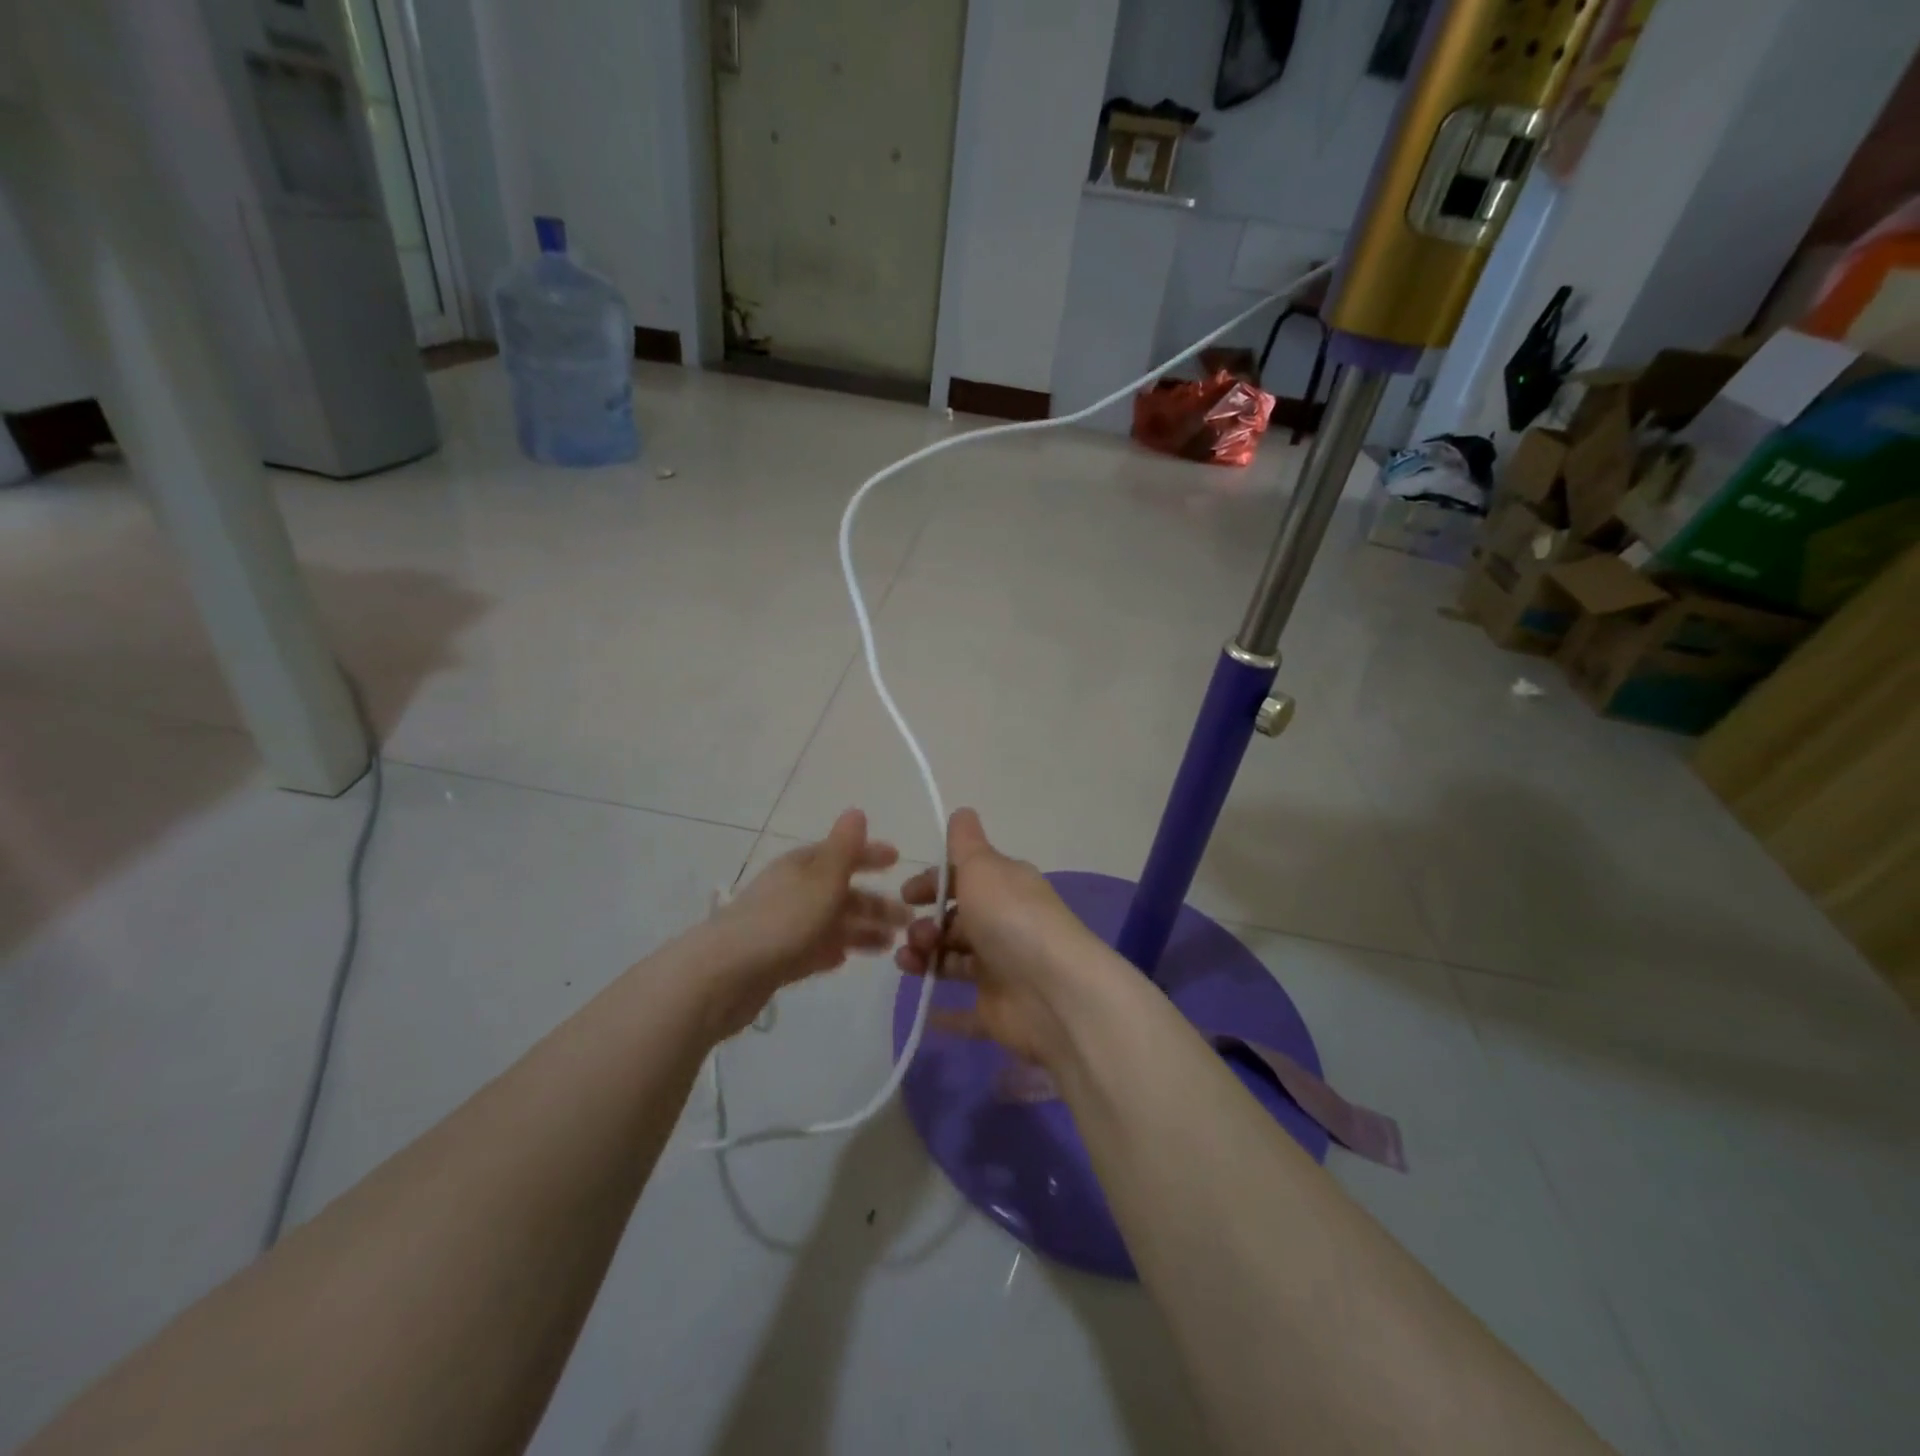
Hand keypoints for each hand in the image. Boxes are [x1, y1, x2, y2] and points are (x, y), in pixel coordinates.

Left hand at [705, 809, 907, 1036]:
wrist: (722, 976)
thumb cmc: (780, 922)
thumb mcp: (821, 881)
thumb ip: (843, 849)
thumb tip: (857, 811)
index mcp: (801, 867)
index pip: (841, 852)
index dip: (869, 854)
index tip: (897, 859)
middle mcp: (792, 891)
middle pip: (840, 891)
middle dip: (874, 902)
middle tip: (908, 919)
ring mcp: (782, 927)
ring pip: (830, 922)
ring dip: (860, 929)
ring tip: (890, 944)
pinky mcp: (775, 960)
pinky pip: (811, 949)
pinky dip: (830, 950)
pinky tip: (846, 959)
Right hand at [894, 809, 1106, 1068]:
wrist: (1053, 992)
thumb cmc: (1011, 920)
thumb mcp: (983, 868)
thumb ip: (965, 843)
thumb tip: (962, 812)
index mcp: (1005, 887)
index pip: (962, 879)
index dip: (932, 884)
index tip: (907, 896)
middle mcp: (1004, 924)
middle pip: (955, 921)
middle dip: (925, 925)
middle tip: (916, 937)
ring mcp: (1001, 968)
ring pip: (954, 961)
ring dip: (925, 959)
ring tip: (911, 965)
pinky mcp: (997, 1009)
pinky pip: (965, 1011)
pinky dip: (944, 1011)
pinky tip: (924, 1010)